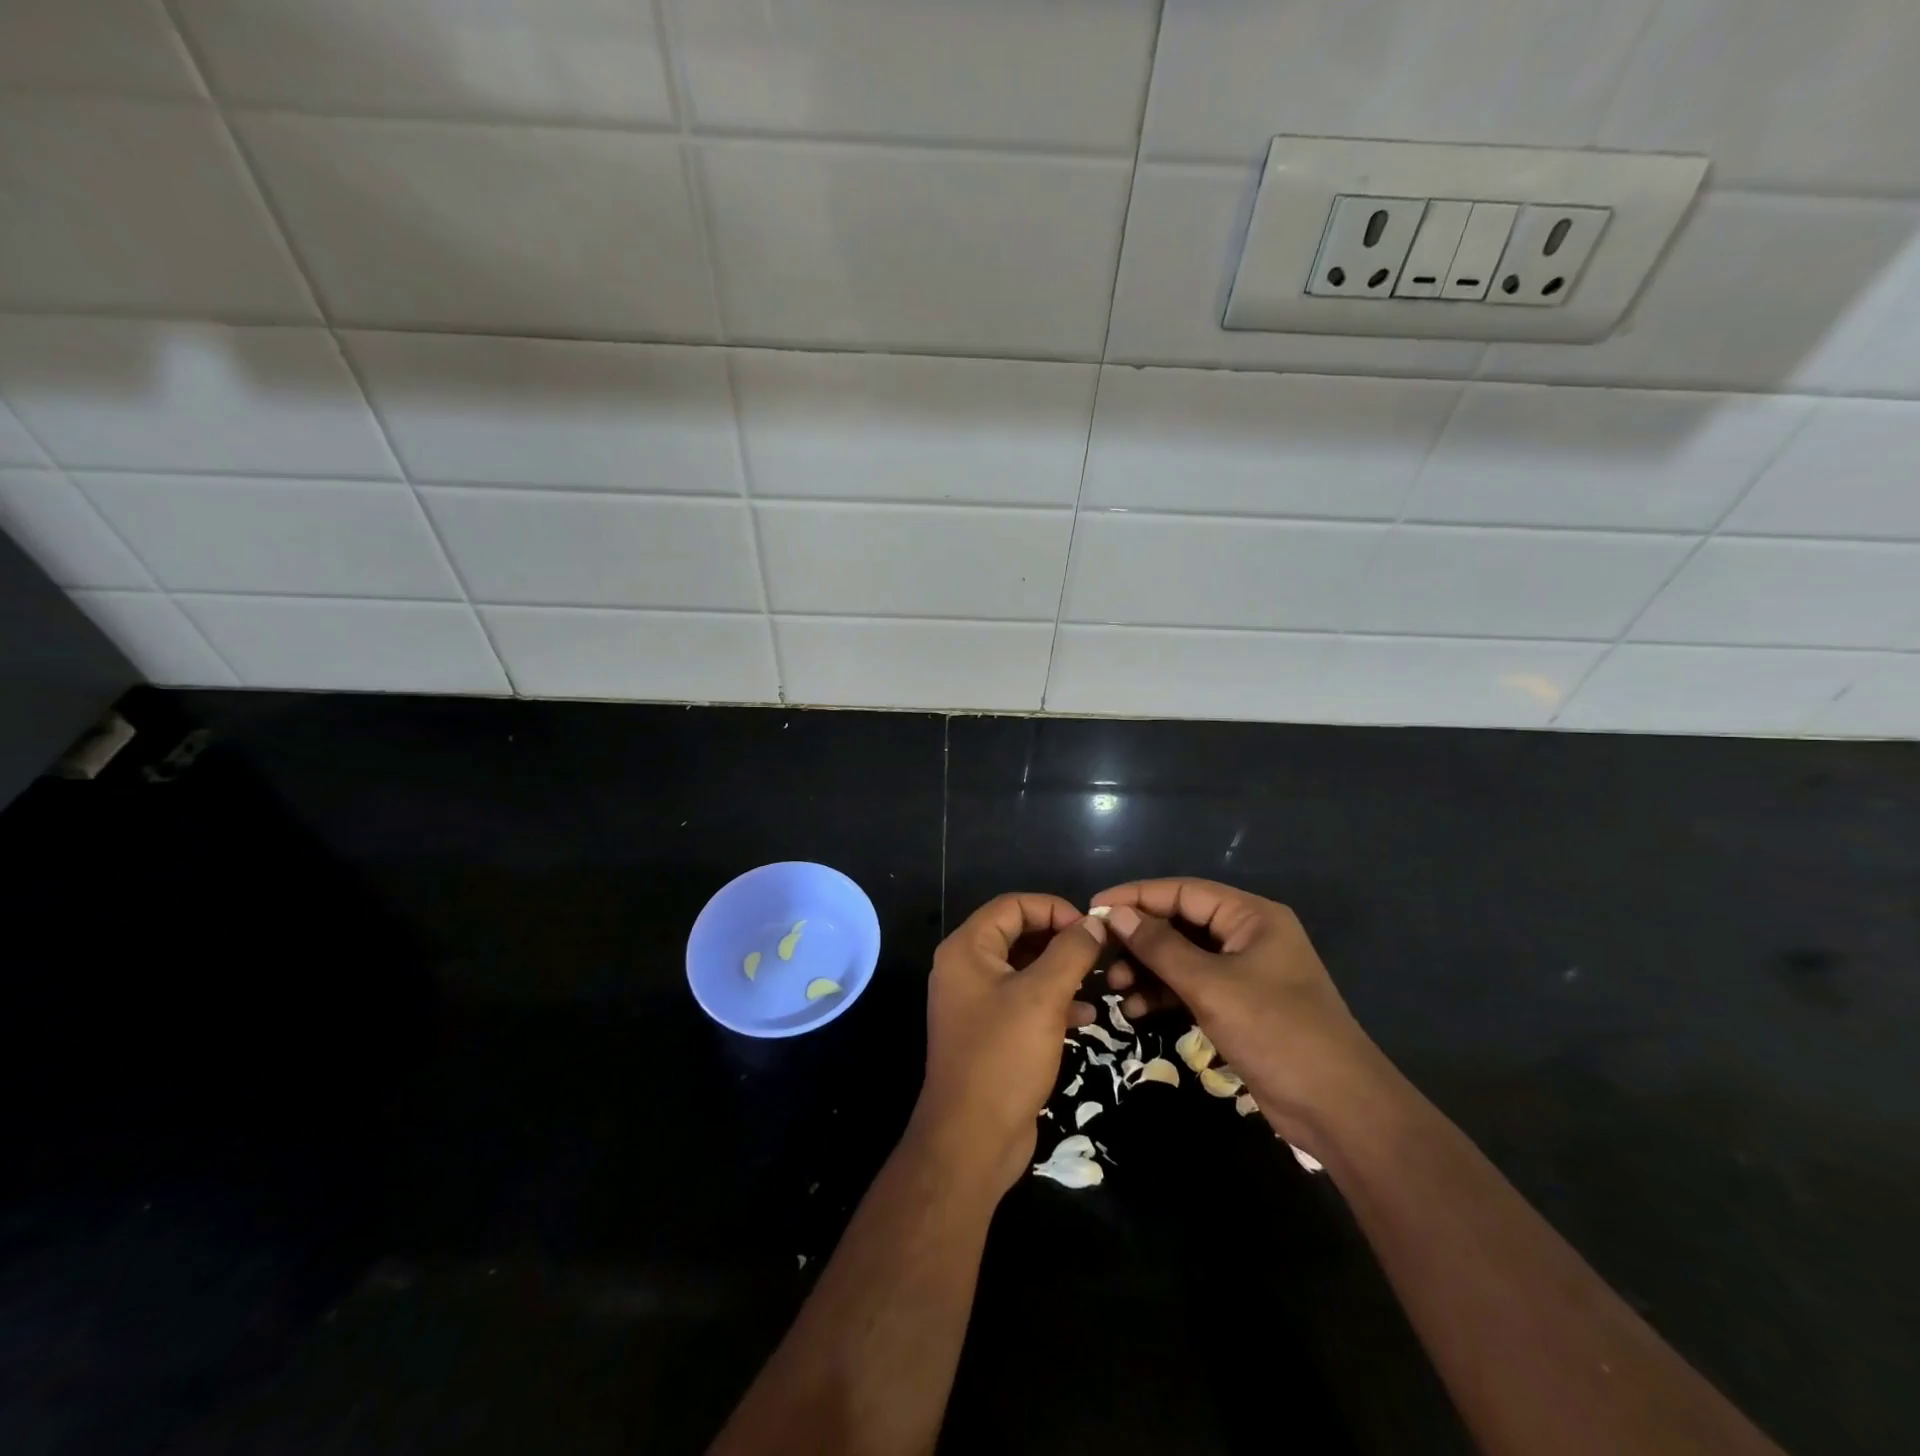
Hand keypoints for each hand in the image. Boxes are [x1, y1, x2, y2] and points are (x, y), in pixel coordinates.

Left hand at [913, 894, 1107, 1194]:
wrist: (972, 1139)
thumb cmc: (1004, 1056)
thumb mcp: (1043, 997)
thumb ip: (1070, 952)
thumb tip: (1094, 923)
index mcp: (967, 949)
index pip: (1013, 905)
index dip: (1053, 908)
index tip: (1091, 928)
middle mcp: (966, 968)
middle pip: (1018, 934)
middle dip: (1060, 940)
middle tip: (1099, 953)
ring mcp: (977, 1002)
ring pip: (1025, 969)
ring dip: (1061, 971)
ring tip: (1099, 980)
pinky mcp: (991, 1033)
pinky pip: (1025, 1002)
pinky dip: (1053, 1002)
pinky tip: (1086, 1017)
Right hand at [1093, 879, 1386, 1153]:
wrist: (1338, 1108)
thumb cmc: (1276, 1032)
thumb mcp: (1211, 986)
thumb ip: (1160, 947)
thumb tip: (1116, 914)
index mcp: (1251, 916)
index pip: (1183, 891)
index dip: (1137, 896)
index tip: (1094, 908)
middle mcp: (1247, 935)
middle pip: (1180, 923)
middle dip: (1139, 939)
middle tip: (1099, 955)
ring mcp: (1244, 972)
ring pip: (1182, 957)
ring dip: (1147, 970)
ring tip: (1113, 989)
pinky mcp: (1239, 1005)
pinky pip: (1191, 986)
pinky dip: (1164, 994)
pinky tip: (1135, 1011)